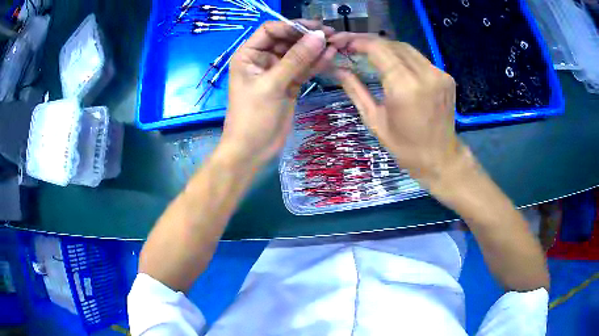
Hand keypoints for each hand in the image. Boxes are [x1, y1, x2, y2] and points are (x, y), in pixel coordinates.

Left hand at [221, 21, 337, 168]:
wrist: (252, 150)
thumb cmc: (253, 116)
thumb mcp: (272, 85)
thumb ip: (296, 59)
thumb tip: (319, 36)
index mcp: (248, 54)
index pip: (270, 30)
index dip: (291, 26)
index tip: (314, 28)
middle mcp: (262, 59)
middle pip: (287, 39)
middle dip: (307, 36)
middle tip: (330, 34)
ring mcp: (278, 71)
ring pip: (298, 53)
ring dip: (315, 48)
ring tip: (336, 43)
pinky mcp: (290, 84)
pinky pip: (304, 68)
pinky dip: (316, 63)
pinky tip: (330, 55)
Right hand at [330, 33, 468, 188]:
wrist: (440, 158)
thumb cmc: (405, 147)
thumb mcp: (374, 120)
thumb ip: (355, 90)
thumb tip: (337, 69)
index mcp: (405, 87)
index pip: (378, 49)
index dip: (357, 41)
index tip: (341, 42)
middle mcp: (425, 74)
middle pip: (392, 44)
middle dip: (368, 41)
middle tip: (350, 45)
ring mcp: (439, 74)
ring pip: (406, 48)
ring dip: (384, 47)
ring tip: (367, 52)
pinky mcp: (446, 76)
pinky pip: (419, 58)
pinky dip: (401, 56)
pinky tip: (391, 63)